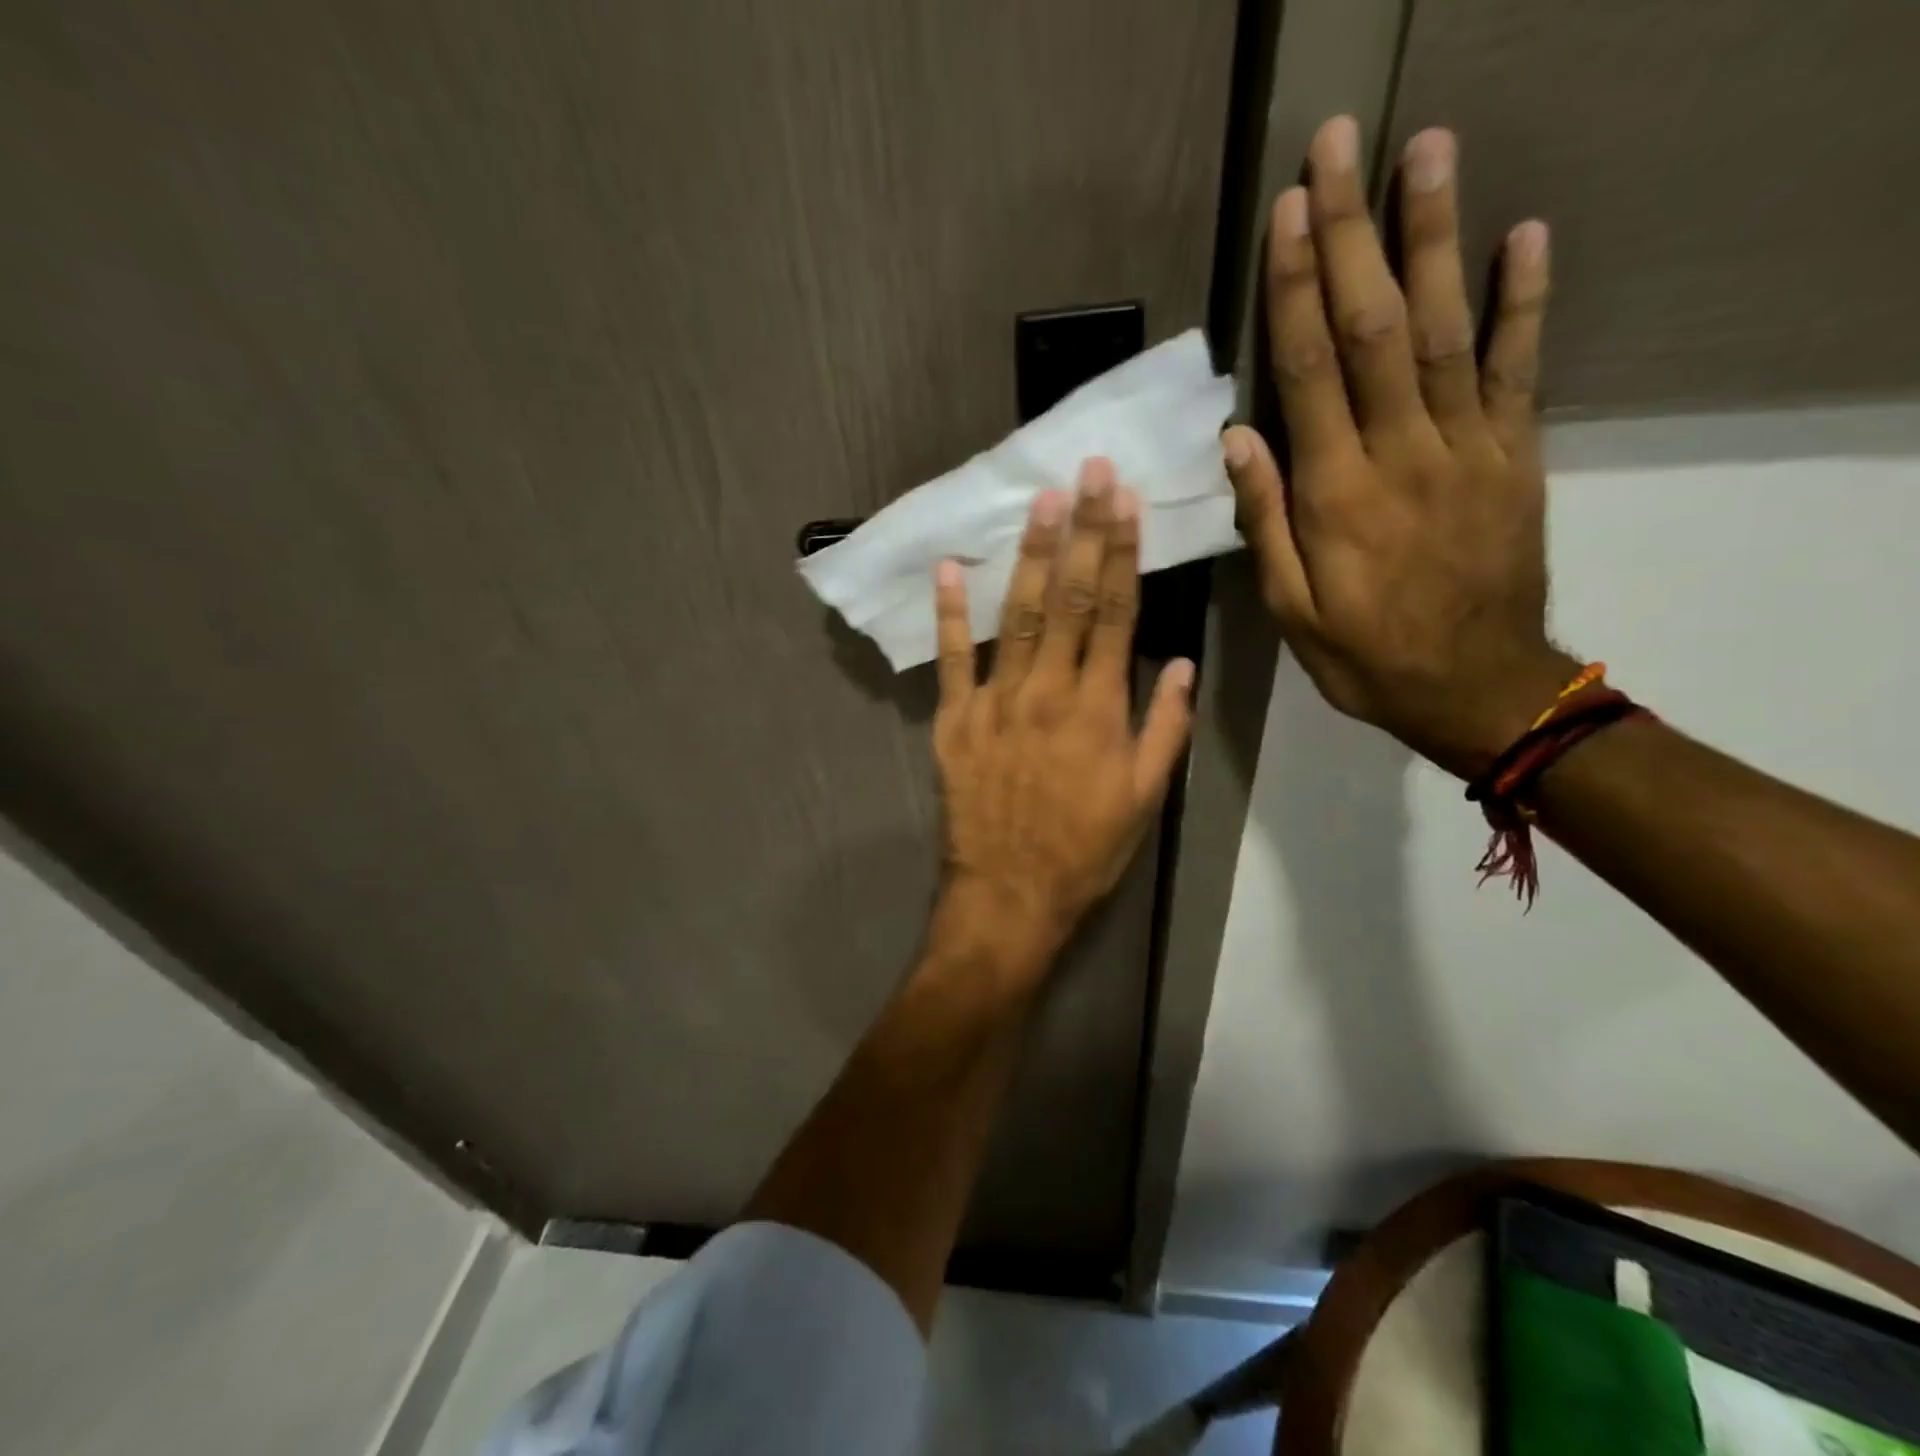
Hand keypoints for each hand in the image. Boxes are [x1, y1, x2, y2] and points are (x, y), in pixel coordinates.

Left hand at [930, 459, 1194, 976]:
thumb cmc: (1084, 850)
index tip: (1127, 501)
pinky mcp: (954, 721)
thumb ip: (1164, 727)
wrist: (1009, 893)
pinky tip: (951, 568)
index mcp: (1098, 709)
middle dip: (1082, 532)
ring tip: (1042, 503)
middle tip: (1088, 472)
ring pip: (1017, 617)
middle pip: (1070, 600)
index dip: (1122, 553)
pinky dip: (951, 614)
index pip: (1116, 614)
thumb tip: (1178, 663)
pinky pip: (952, 659)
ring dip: (1030, 557)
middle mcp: (1046, 692)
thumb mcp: (1144, 798)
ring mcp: (994, 703)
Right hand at [1224, 116, 1577, 778]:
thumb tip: (1238, 438)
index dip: (1294, 290)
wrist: (1476, 687)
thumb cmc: (1365, 655)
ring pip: (1449, 329)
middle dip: (1354, 235)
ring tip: (1427, 151)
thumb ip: (1268, 521)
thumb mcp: (1291, 610)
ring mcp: (1469, 448)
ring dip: (1437, 236)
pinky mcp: (1515, 455)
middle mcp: (1403, 454)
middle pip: (1375, 328)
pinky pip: (1520, 369)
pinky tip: (1526, 234)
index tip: (1287, 214)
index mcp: (1338, 495)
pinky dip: (1525, 299)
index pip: (1309, 373)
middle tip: (1342, 148)